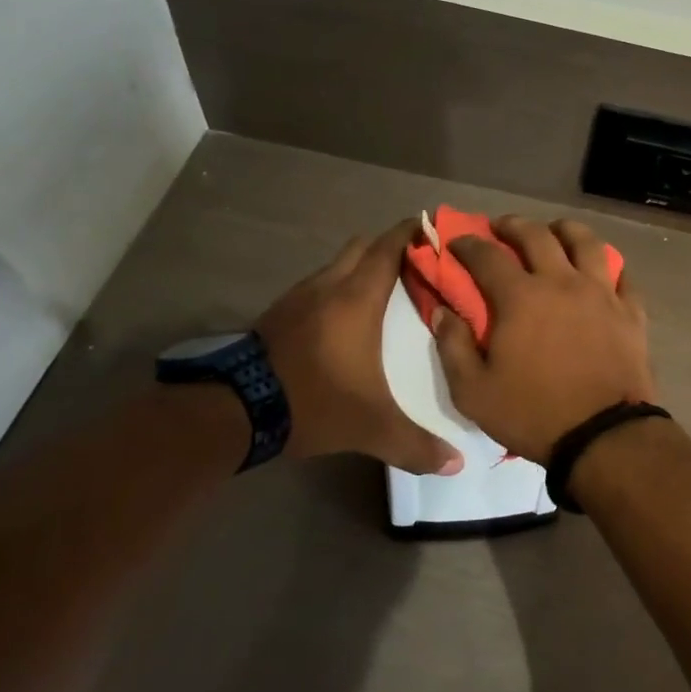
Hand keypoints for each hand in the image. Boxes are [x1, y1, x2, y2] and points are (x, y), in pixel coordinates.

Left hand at [260, 220, 463, 475]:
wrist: (233, 411)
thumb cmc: (314, 402)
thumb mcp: (371, 427)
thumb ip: (416, 444)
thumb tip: (457, 464)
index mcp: (358, 298)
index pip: (389, 247)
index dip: (412, 232)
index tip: (434, 228)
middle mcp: (329, 286)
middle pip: (363, 247)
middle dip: (389, 247)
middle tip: (417, 265)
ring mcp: (299, 297)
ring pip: (337, 264)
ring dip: (360, 267)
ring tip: (385, 290)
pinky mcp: (278, 313)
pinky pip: (318, 285)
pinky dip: (337, 287)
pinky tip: (345, 317)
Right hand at [432, 216, 654, 464]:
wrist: (603, 435)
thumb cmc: (533, 413)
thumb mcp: (474, 392)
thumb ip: (453, 346)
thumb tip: (444, 311)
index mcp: (521, 298)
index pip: (487, 256)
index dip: (467, 244)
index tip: (458, 241)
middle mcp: (561, 282)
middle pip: (537, 235)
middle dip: (513, 225)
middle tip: (501, 227)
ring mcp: (601, 292)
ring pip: (586, 242)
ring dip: (565, 229)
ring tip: (555, 231)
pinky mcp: (630, 310)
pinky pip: (622, 274)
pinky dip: (609, 265)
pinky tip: (601, 269)